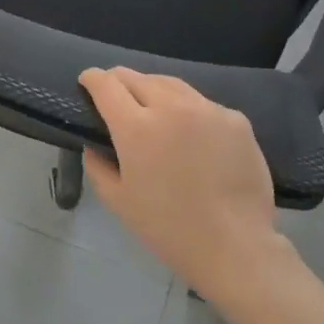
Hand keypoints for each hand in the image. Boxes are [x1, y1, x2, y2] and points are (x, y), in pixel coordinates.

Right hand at [78, 67, 291, 302]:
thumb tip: (94, 143)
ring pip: (172, 84)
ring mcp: (207, 109)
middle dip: (120, 81)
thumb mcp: (118, 201)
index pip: (106, 84)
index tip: (87, 82)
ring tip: (151, 105)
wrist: (234, 246)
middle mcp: (171, 107)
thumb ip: (98, 165)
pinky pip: (203, 105)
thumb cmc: (168, 229)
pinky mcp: (235, 118)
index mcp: (136, 127)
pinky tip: (192, 132)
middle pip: (137, 77)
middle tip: (116, 95)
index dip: (92, 78)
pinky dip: (189, 110)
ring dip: (154, 90)